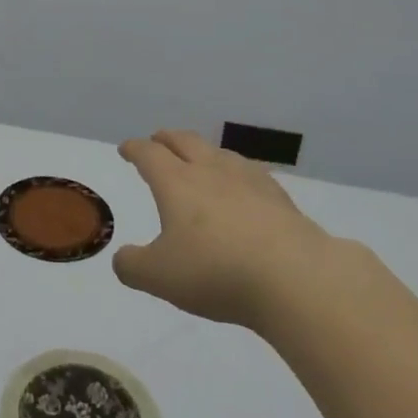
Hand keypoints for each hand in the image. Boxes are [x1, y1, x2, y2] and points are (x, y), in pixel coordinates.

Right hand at [113, 130, 334, 328]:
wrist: (295, 278)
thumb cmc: (216, 272)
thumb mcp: (159, 277)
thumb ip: (132, 266)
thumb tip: (122, 258)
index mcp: (176, 183)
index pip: (149, 155)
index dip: (135, 149)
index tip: (126, 148)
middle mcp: (210, 172)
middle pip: (185, 142)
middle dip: (167, 139)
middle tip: (158, 140)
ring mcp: (249, 181)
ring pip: (220, 153)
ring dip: (202, 151)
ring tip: (199, 158)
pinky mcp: (280, 198)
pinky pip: (250, 172)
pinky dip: (236, 172)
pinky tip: (243, 186)